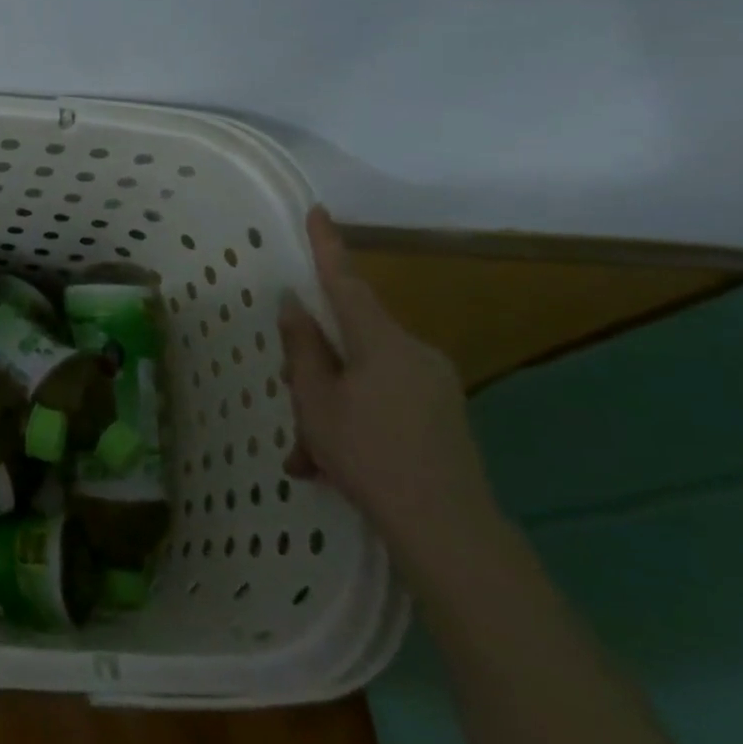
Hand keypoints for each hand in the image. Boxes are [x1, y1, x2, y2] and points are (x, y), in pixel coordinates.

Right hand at [278, 207, 497, 567]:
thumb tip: (294, 305)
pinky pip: (385, 400)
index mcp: (382, 341)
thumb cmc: (369, 455)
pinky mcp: (443, 415)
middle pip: (350, 339)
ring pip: (363, 376)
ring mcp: (434, 384)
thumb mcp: (316, 400)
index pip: (346, 282)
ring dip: (331, 405)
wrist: (449, 532)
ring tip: (308, 456)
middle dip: (315, 368)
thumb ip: (303, 348)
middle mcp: (414, 352)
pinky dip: (355, 420)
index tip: (317, 211)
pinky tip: (332, 466)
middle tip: (293, 405)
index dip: (327, 246)